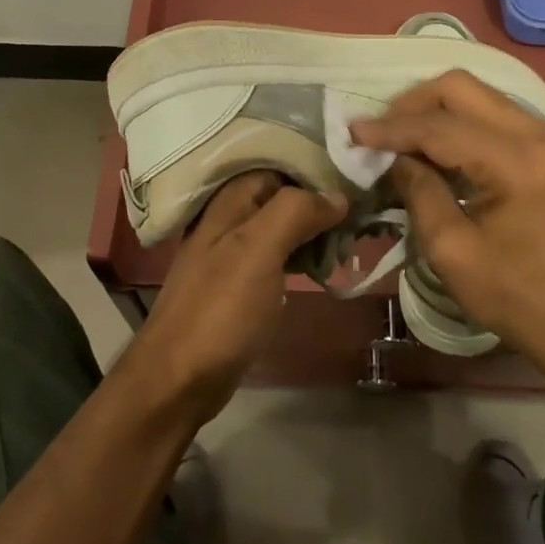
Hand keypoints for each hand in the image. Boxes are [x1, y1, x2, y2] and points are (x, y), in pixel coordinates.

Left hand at [119, 171, 345, 423]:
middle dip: (322, 201)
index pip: (282, 164)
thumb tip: (338, 195)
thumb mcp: (259, 250)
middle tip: (365, 213)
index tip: (359, 178)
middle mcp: (230, 217)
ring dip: (317, 229)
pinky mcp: (242, 283)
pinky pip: (280, 255)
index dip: (318, 168)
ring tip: (355, 237)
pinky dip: (304, 255)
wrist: (179, 379)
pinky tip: (327, 265)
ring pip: (284, 226)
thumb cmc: (220, 308)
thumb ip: (296, 212)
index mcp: (230, 199)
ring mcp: (234, 251)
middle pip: (285, 194)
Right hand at [350, 70, 544, 383]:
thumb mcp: (453, 252)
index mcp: (517, 161)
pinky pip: (493, 113)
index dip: (391, 127)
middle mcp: (537, 133)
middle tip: (380, 131)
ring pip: (477, 94)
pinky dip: (458, 121)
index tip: (353, 132)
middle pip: (460, 87)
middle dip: (412, 103)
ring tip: (401, 139)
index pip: (439, 125)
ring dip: (435, 109)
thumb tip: (396, 158)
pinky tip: (436, 149)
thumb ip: (419, 192)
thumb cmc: (519, 297)